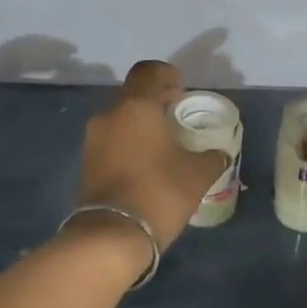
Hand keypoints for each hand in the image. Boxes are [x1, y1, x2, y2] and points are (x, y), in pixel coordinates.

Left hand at [75, 61, 227, 251]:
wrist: (110, 236)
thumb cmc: (158, 192)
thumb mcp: (197, 174)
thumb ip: (212, 157)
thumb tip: (220, 153)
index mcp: (136, 107)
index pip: (148, 71)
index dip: (166, 74)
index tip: (181, 89)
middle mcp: (109, 115)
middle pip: (133, 95)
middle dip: (155, 101)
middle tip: (177, 116)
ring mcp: (93, 139)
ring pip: (120, 119)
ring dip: (140, 124)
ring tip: (163, 144)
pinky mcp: (87, 163)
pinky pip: (112, 141)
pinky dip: (128, 143)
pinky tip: (146, 164)